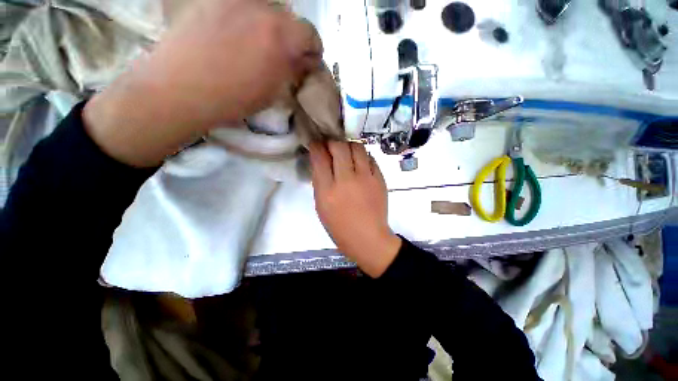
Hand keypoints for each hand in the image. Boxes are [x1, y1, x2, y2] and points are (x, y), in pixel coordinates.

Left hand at [84, 0, 321, 166]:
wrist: (182, 88)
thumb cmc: (234, 99)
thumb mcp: (274, 91)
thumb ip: (293, 70)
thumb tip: (304, 61)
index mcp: (282, 37)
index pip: (311, 34)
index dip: (311, 50)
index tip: (306, 61)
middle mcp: (263, 8)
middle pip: (290, 17)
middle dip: (291, 37)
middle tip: (281, 54)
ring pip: (267, 7)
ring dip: (269, 25)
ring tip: (256, 42)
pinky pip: (242, 5)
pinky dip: (247, 17)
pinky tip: (236, 33)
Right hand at [310, 141, 401, 277]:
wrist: (368, 237)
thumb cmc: (340, 226)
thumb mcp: (321, 206)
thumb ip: (320, 182)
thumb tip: (320, 162)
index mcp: (328, 190)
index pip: (320, 158)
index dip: (316, 146)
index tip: (316, 144)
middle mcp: (347, 180)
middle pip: (339, 147)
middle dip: (332, 142)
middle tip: (331, 146)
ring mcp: (365, 178)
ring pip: (357, 147)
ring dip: (349, 145)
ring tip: (346, 152)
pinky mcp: (379, 179)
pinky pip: (370, 158)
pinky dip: (362, 156)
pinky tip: (359, 162)